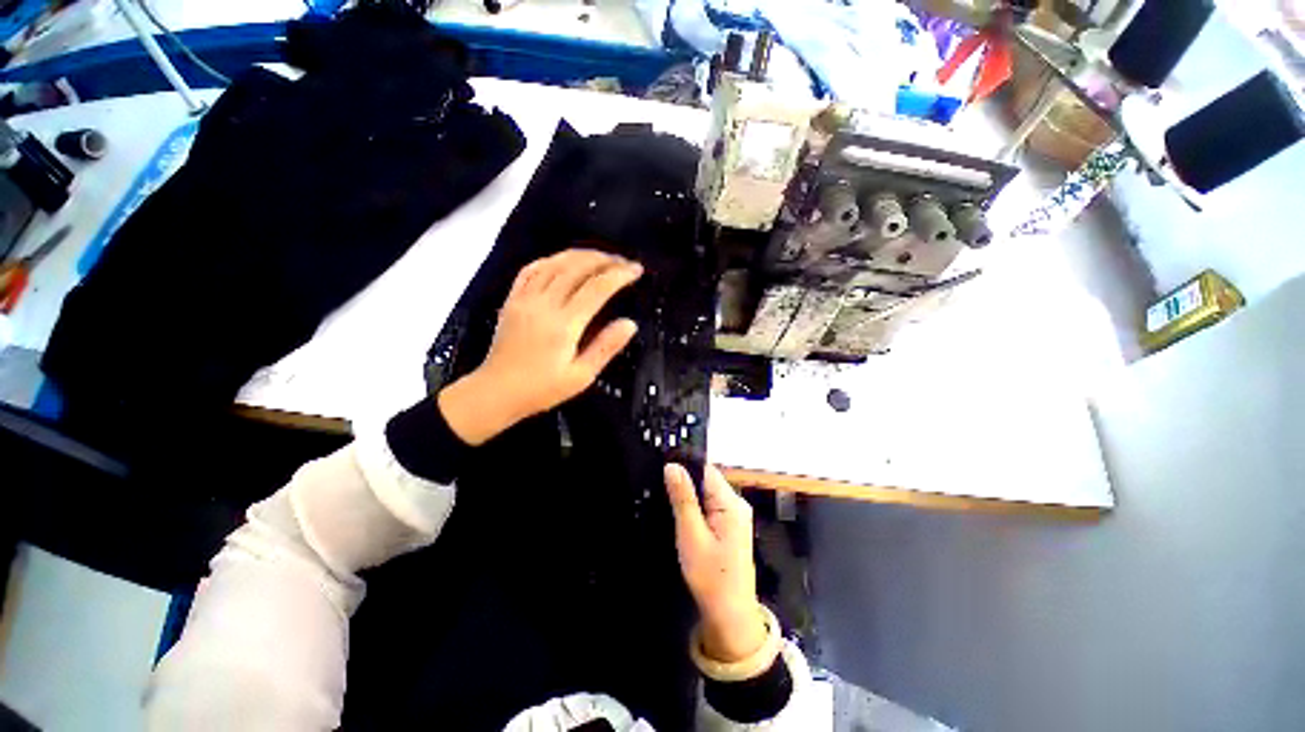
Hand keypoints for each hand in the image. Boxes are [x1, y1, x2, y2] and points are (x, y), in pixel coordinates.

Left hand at [438, 249, 641, 445]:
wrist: (496, 392)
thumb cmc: (542, 389)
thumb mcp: (581, 376)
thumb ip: (606, 347)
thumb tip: (630, 323)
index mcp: (564, 324)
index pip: (597, 288)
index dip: (619, 274)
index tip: (636, 270)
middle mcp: (544, 304)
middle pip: (577, 267)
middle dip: (604, 260)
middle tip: (623, 261)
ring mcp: (525, 298)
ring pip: (555, 263)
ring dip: (581, 255)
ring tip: (601, 257)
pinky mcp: (512, 299)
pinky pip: (532, 269)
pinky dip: (552, 260)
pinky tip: (564, 261)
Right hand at [665, 463, 767, 663]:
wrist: (730, 615)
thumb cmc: (710, 576)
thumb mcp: (691, 535)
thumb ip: (683, 499)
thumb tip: (672, 465)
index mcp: (731, 502)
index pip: (706, 470)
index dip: (684, 466)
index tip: (662, 470)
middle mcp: (737, 503)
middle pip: (707, 480)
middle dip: (685, 483)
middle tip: (661, 490)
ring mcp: (736, 515)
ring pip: (707, 493)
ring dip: (689, 497)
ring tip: (667, 502)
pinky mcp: (732, 526)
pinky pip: (711, 506)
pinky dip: (696, 508)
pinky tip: (683, 517)